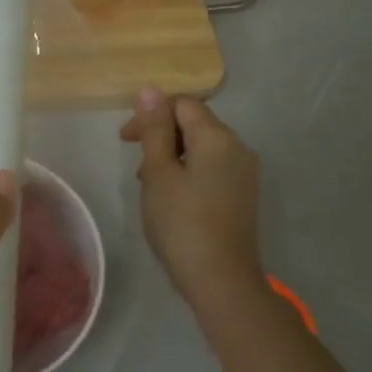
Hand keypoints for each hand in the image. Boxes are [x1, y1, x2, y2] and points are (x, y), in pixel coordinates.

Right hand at [119, 89, 264, 310]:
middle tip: (136, 167)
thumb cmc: (182, 223)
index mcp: (218, 137)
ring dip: (172, 157)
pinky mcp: (243, 195)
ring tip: (151, 186)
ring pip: (202, 148)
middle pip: (195, 123)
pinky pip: (212, 168)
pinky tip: (172, 199)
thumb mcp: (158, 173)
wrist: (221, 280)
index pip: (183, 104)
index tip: (127, 141)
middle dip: (161, 137)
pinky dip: (188, 173)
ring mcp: (245, 173)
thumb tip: (151, 91)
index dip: (152, 115)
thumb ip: (155, 130)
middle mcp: (238, 147)